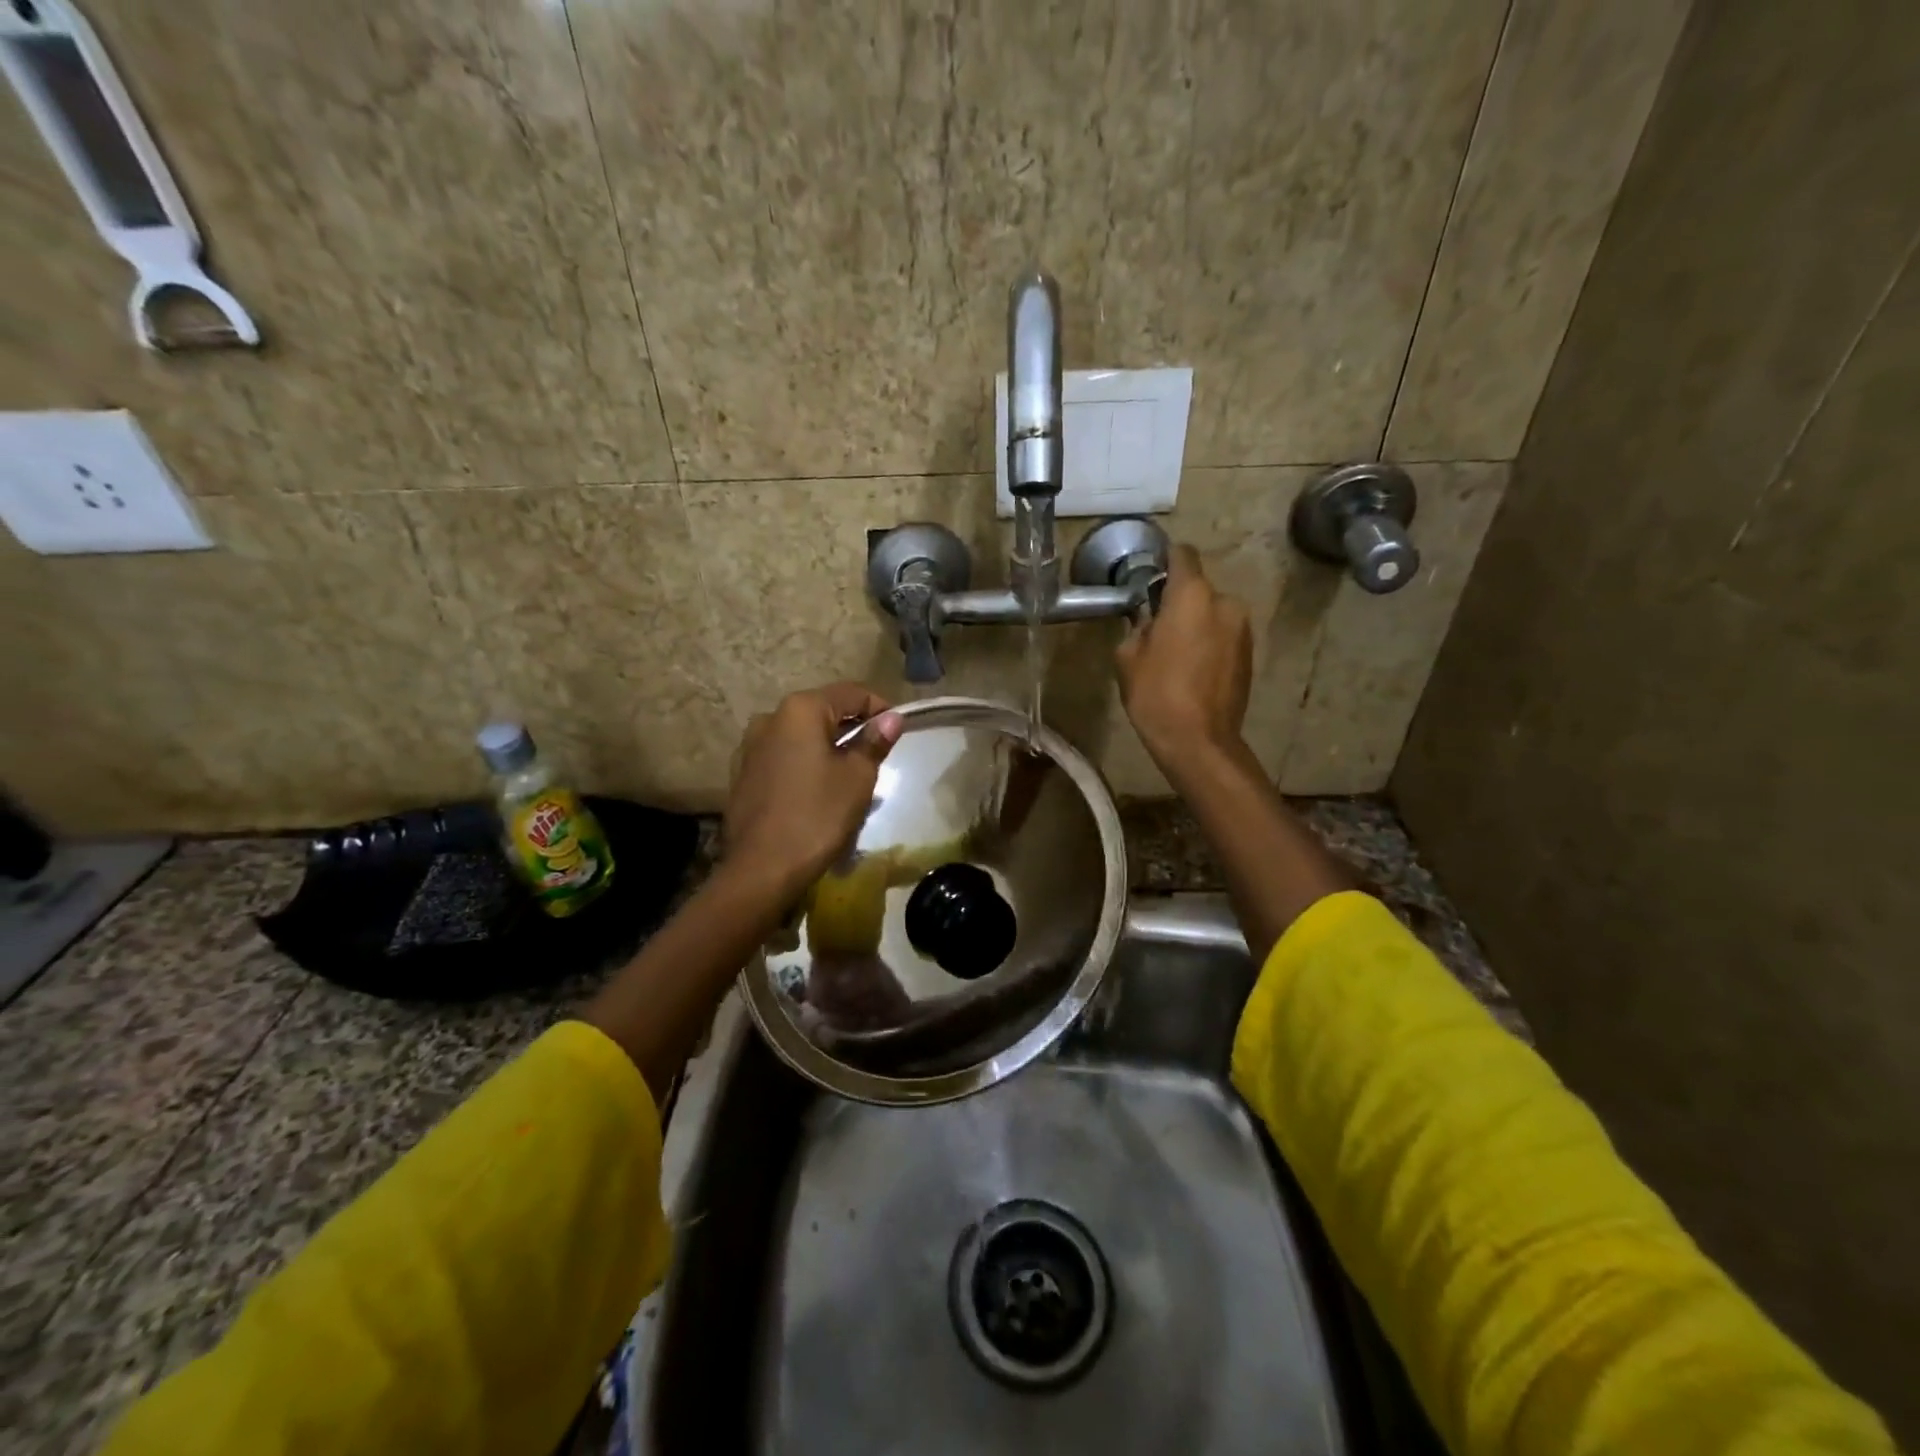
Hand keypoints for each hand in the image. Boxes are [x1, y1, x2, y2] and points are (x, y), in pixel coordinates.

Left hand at [723, 683, 902, 900]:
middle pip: (823, 712)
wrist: (762, 868)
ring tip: (849, 777)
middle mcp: (770, 718)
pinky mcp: (743, 774)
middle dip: (853, 729)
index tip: (898, 731)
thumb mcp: (857, 777)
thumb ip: (874, 742)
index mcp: (800, 710)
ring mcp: (750, 746)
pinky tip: (817, 791)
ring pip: (801, 736)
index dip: (880, 708)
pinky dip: (805, 765)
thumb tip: (891, 719)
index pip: (851, 693)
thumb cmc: (817, 815)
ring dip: (828, 748)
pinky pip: (784, 758)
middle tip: (877, 756)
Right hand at [1115, 544, 1251, 768]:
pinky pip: (1224, 637)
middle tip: (1157, 628)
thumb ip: (1139, 627)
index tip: (1151, 574)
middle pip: (1198, 590)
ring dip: (1196, 625)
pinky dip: (1209, 644)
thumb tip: (1151, 622)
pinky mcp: (1250, 655)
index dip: (1166, 559)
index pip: (1183, 555)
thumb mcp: (1128, 657)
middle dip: (1179, 603)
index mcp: (1193, 596)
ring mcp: (1243, 630)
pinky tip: (1192, 670)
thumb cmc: (1156, 694)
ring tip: (1175, 655)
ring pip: (1213, 614)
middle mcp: (1225, 603)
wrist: (1199, 741)